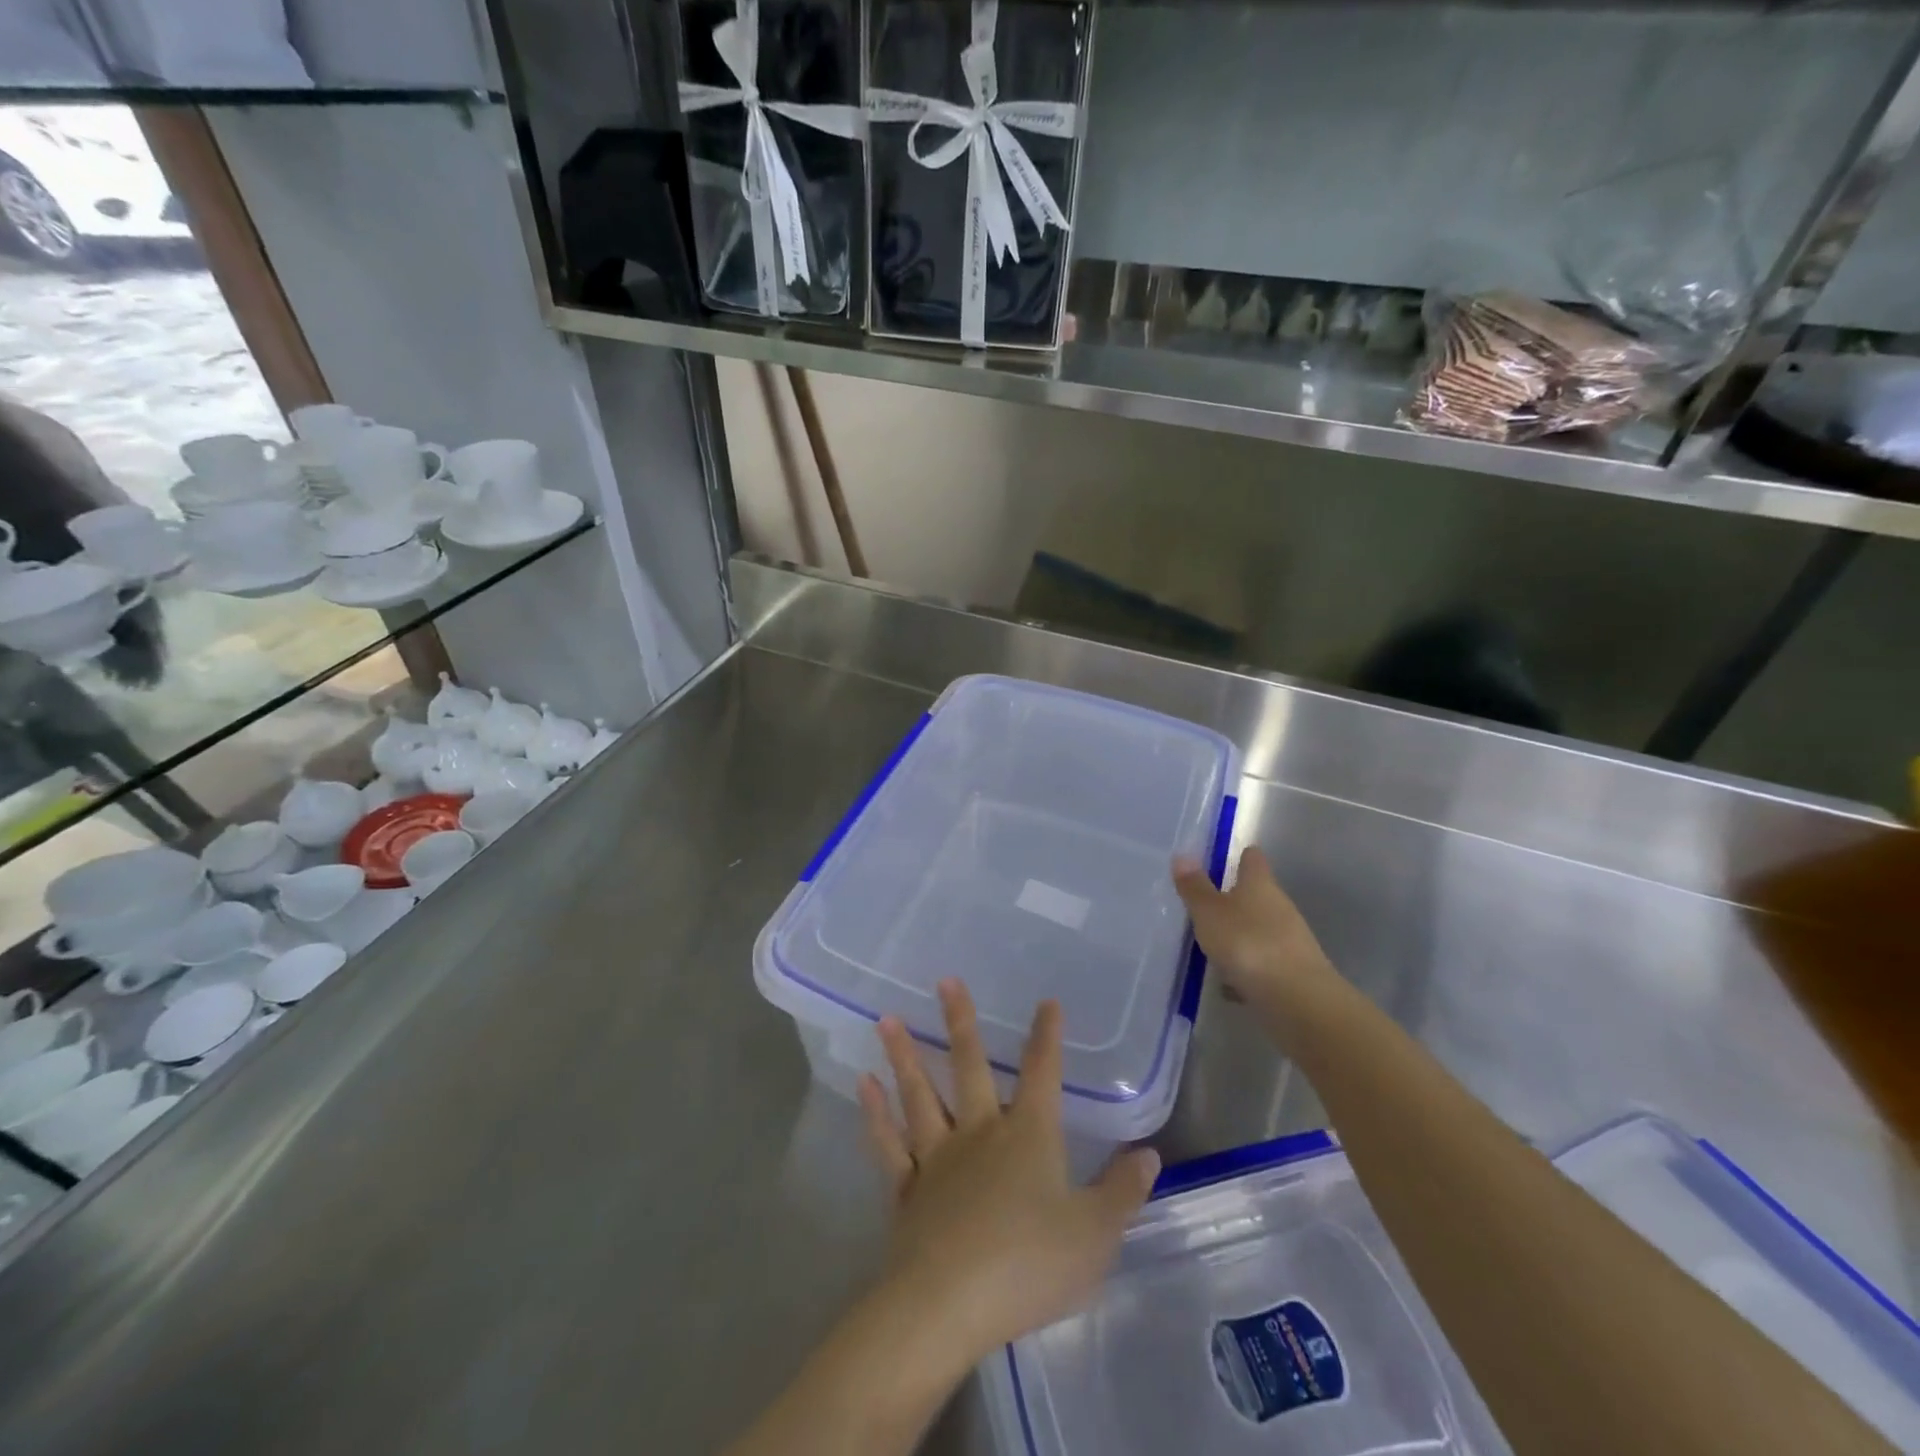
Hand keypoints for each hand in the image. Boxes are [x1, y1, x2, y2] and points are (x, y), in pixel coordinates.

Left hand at [859, 981, 1160, 1368]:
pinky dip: (875, 1114)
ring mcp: (937, 1157)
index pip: (1043, 1073)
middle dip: (959, 1022)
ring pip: (920, 1094)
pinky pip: (888, 1143)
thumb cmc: (1029, 1265)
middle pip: (970, 1066)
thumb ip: (1121, 1192)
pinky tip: (864, 1085)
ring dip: (904, 1056)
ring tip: (885, 1019)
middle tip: (944, 981)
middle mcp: (980, 1132)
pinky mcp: (906, 1189)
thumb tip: (1148, 1154)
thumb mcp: (1094, 1235)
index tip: (1046, 1002)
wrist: (949, 1304)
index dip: (1047, 1036)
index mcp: (1028, 1135)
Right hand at [1173, 846, 1340, 1045]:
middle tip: (1204, 905)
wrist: (1298, 1001)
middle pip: (1257, 895)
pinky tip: (1228, 983)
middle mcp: (1279, 907)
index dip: (1241, 856)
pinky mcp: (1292, 973)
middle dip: (1234, 899)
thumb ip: (1195, 887)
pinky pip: (1263, 963)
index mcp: (1260, 885)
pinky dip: (1247, 968)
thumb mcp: (1210, 913)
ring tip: (1210, 946)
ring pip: (1259, 930)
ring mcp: (1289, 941)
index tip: (1226, 858)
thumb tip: (1183, 854)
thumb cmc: (1248, 944)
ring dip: (1239, 935)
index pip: (1253, 860)